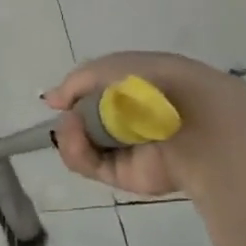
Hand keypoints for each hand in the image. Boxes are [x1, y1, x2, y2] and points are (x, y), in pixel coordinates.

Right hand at [44, 51, 245, 201]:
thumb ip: (76, 83)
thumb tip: (52, 100)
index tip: (59, 99)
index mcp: (136, 88)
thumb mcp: (108, 68)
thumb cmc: (153, 83)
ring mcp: (129, 149)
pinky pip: (91, 165)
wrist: (193, 122)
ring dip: (70, 134)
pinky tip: (77, 137)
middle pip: (86, 122)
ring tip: (72, 126)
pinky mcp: (127, 177)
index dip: (76, 95)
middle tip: (67, 114)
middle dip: (70, 117)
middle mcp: (132, 119)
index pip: (98, 93)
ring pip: (83, 145)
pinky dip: (77, 152)